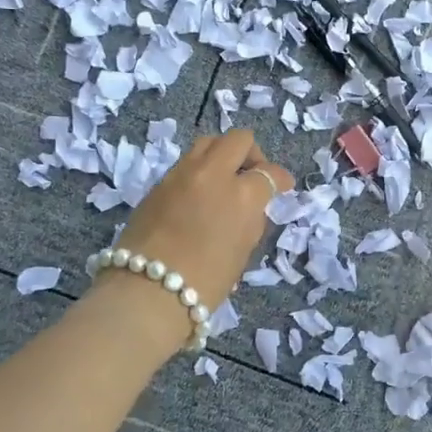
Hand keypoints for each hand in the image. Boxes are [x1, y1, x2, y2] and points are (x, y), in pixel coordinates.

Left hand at [111, 129, 293, 312]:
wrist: (147, 292)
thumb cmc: (206, 282)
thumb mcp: (243, 251)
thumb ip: (251, 219)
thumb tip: (252, 206)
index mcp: (242, 194)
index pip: (269, 173)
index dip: (281, 179)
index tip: (284, 186)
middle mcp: (213, 174)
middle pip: (238, 140)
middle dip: (252, 154)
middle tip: (252, 175)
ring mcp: (181, 174)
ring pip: (208, 143)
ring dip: (222, 155)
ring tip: (224, 179)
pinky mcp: (158, 183)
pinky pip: (186, 163)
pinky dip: (199, 171)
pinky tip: (199, 194)